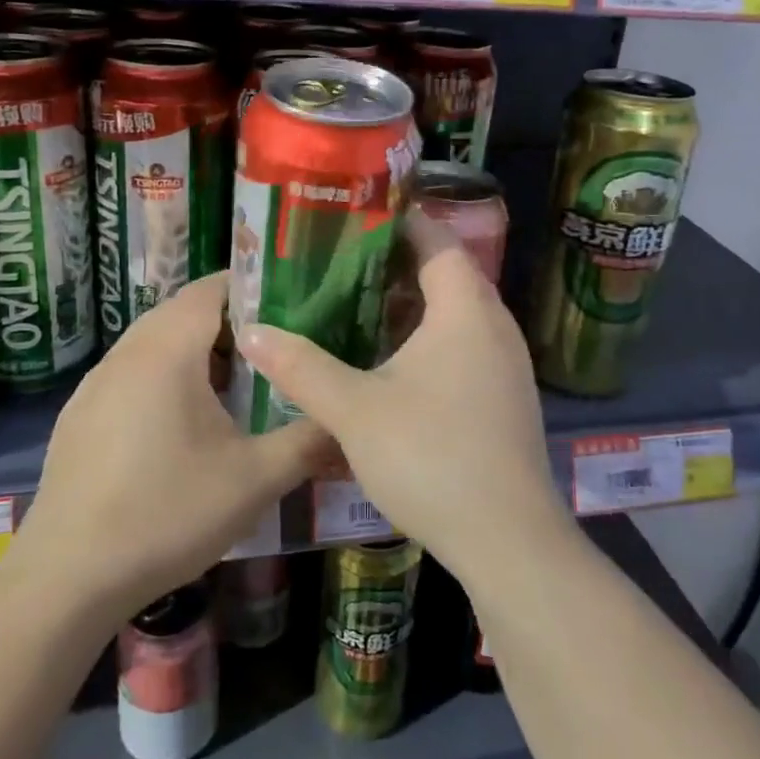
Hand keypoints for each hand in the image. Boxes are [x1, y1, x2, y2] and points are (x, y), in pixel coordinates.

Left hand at [14, 272, 325, 622]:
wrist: (67, 577)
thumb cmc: (168, 513)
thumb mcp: (255, 479)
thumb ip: (309, 441)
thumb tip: (348, 422)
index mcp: (168, 350)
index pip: (211, 287)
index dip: (252, 287)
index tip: (292, 307)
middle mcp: (127, 353)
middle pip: (183, 312)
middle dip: (230, 324)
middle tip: (273, 352)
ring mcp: (96, 384)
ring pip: (154, 343)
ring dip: (195, 353)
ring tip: (235, 388)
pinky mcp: (79, 415)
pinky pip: (131, 374)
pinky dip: (164, 379)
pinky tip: (183, 427)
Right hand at [235, 210, 572, 580]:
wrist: (508, 540)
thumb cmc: (431, 457)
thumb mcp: (355, 410)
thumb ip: (301, 367)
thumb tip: (251, 330)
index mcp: (465, 309)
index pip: (436, 239)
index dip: (398, 222)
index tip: (353, 218)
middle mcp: (495, 325)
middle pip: (447, 273)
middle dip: (395, 263)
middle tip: (340, 263)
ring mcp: (506, 363)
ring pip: (456, 313)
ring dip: (412, 305)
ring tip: (357, 306)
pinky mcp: (504, 396)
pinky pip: (465, 345)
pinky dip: (429, 338)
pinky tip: (391, 363)